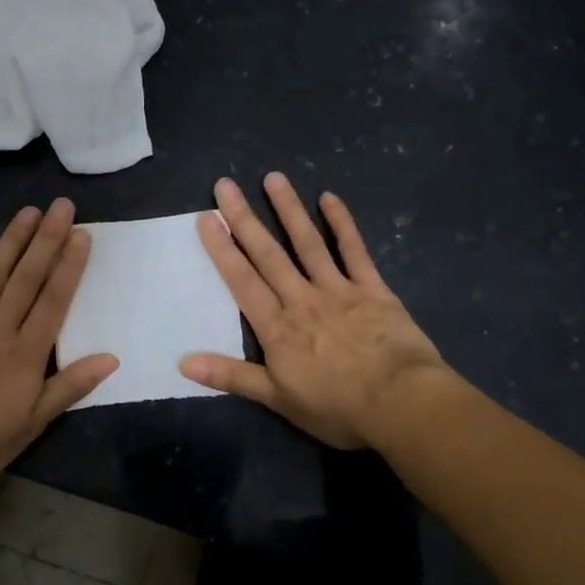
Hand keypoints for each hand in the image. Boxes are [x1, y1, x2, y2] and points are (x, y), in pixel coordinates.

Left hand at [0, 199, 117, 488]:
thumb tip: (111, 358)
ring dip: (11, 241)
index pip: (54, 300)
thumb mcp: (32, 423)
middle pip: (27, 278)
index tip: (82, 234)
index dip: (69, 266)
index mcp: (26, 353)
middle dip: (47, 240)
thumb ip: (69, 387)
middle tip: (61, 206)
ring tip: (28, 212)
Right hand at [179, 174, 448, 449]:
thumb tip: (182, 362)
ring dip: (288, 210)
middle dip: (244, 219)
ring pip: (307, 243)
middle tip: (226, 185)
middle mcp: (302, 299)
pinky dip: (342, 224)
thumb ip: (231, 376)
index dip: (222, 249)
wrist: (401, 403)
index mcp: (277, 327)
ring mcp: (338, 290)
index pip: (242, 281)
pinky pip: (354, 251)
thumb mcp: (277, 399)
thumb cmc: (337, 407)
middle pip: (268, 254)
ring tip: (273, 178)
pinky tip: (330, 198)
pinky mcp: (372, 289)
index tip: (207, 217)